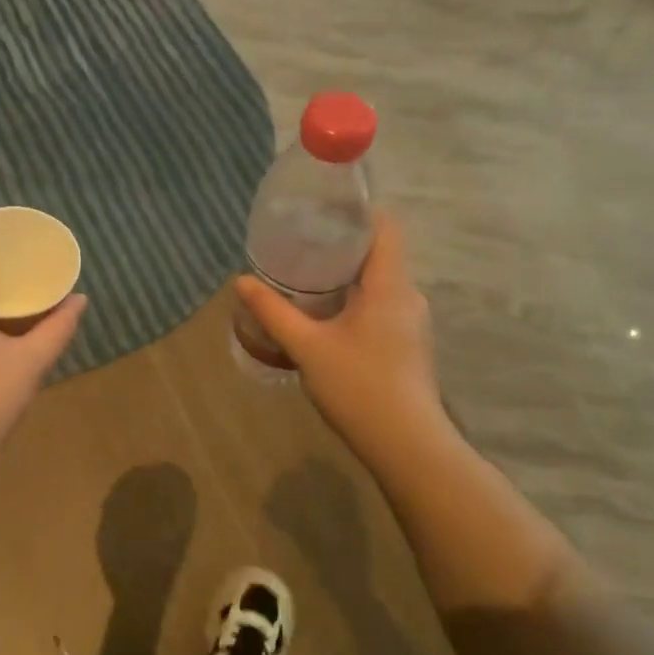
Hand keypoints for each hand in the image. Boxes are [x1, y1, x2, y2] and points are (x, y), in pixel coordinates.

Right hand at [234, 212, 451, 480]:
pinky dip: (354, 299)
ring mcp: (411, 322)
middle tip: (300, 241)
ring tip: (305, 275)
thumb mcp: (307, 347)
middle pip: (379, 252)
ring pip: (379, 281)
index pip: (385, 227)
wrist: (408, 447)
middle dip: (341, 244)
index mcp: (390, 285)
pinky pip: (380, 304)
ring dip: (346, 275)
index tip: (322, 207)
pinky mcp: (408, 344)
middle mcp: (407, 296)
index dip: (358, 210)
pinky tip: (325, 314)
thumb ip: (273, 311)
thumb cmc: (359, 387)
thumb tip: (241, 281)